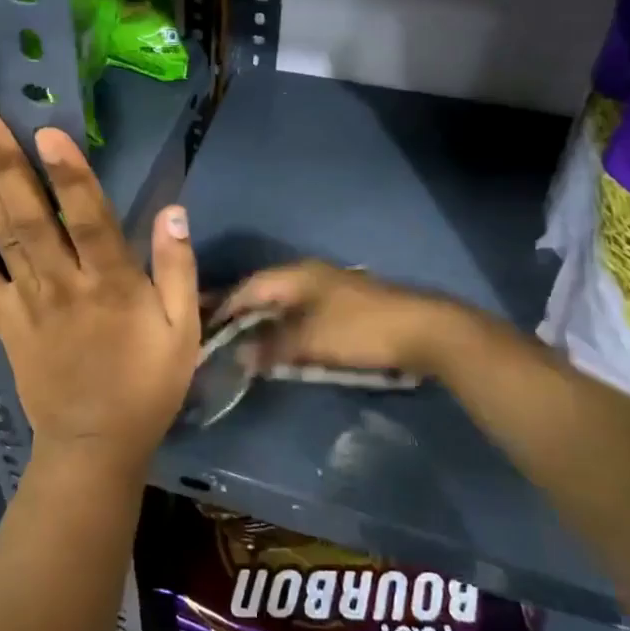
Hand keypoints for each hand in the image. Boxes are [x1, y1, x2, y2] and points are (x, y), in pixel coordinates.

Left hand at [0, 111, 198, 479]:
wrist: (95, 446)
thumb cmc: (146, 386)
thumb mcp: (182, 332)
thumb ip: (177, 270)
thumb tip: (173, 211)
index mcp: (111, 284)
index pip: (88, 218)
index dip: (69, 175)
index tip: (47, 134)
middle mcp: (63, 284)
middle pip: (32, 218)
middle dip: (8, 167)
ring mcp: (28, 303)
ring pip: (3, 239)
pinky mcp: (6, 323)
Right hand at [216, 260, 477, 381]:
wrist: (424, 331)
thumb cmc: (359, 330)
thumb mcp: (310, 341)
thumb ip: (272, 347)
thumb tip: (238, 356)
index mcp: (297, 274)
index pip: (249, 286)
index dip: (226, 306)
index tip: (205, 328)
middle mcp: (310, 275)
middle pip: (266, 293)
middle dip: (244, 316)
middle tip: (223, 339)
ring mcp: (331, 289)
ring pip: (287, 305)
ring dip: (268, 325)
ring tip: (248, 347)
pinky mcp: (347, 307)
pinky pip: (305, 315)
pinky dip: (290, 330)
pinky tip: (285, 348)